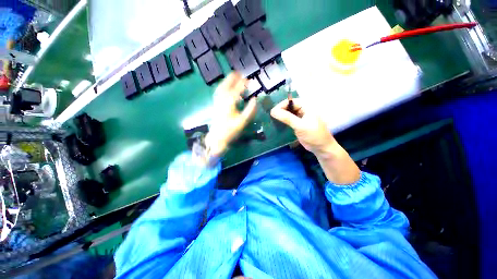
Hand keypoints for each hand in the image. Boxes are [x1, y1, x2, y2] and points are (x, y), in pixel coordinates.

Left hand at [205, 73, 256, 156]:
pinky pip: (218, 93)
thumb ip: (250, 110)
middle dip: (232, 78)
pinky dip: (222, 87)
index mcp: (229, 103)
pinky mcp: (215, 105)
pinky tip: (224, 88)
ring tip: (232, 77)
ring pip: (220, 88)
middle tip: (238, 73)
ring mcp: (217, 102)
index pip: (237, 90)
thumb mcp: (243, 121)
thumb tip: (255, 99)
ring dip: (226, 81)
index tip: (248, 80)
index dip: (243, 84)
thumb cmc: (231, 130)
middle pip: (226, 86)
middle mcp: (222, 100)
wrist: (217, 138)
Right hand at [270, 98, 334, 155]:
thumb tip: (273, 111)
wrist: (321, 148)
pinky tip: (278, 124)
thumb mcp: (300, 125)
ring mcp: (300, 117)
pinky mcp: (298, 124)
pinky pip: (289, 120)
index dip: (281, 105)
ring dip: (281, 116)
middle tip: (271, 117)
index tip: (272, 112)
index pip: (291, 101)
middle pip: (289, 106)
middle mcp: (303, 110)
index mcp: (306, 106)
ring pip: (288, 113)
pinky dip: (283, 121)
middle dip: (280, 110)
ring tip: (272, 120)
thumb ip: (287, 117)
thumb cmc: (313, 135)